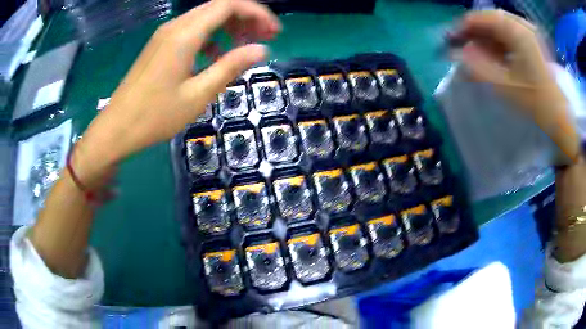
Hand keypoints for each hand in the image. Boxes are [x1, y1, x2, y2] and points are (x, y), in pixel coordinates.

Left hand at [70, 0, 280, 186]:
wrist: (116, 128)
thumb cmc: (155, 116)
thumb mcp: (198, 94)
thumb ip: (230, 66)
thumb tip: (261, 49)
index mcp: (185, 34)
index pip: (229, 5)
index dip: (256, 12)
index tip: (273, 31)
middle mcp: (175, 27)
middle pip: (218, 7)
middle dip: (246, 17)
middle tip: (266, 37)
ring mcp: (165, 35)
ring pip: (205, 18)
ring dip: (229, 26)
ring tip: (245, 45)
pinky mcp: (160, 45)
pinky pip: (191, 31)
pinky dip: (210, 37)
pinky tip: (215, 57)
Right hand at [452, 10, 580, 162]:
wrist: (559, 116)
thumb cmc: (535, 101)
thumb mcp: (505, 85)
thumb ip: (479, 66)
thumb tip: (459, 53)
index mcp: (518, 31)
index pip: (485, 17)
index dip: (466, 25)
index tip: (453, 38)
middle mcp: (523, 26)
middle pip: (492, 20)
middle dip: (476, 31)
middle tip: (463, 44)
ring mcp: (529, 33)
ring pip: (501, 27)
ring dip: (487, 37)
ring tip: (476, 51)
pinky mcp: (533, 43)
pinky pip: (510, 35)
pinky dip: (499, 42)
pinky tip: (493, 53)